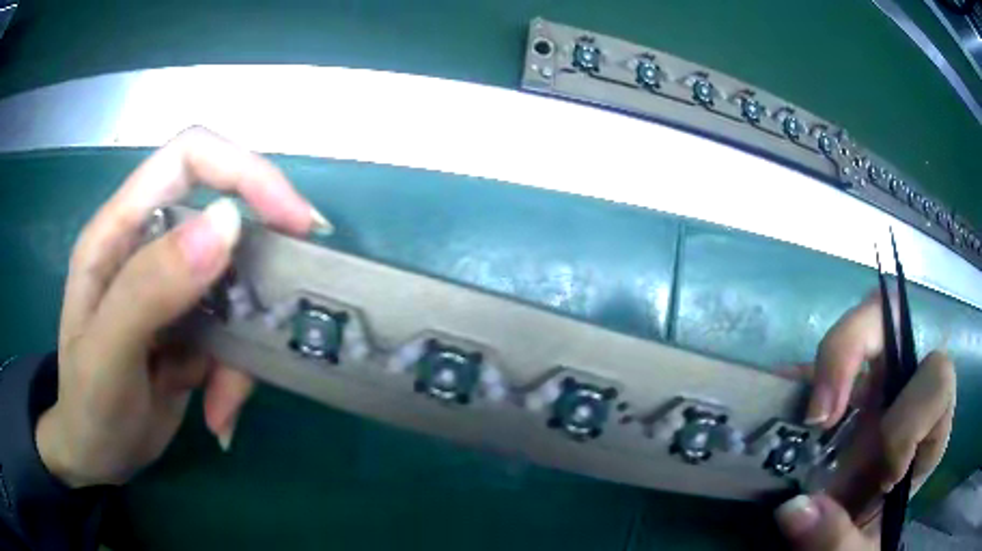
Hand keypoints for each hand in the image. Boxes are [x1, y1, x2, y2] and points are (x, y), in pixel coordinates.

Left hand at [35, 127, 331, 487]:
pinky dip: (236, 377)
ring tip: (223, 403)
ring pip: (238, 290)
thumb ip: (150, 287)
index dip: (244, 172)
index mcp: (121, 230)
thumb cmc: (88, 407)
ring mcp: (174, 288)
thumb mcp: (107, 354)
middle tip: (283, 315)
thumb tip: (227, 223)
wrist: (98, 455)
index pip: (189, 158)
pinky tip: (218, 415)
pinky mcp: (192, 326)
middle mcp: (150, 245)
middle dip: (258, 272)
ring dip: (243, 349)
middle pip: (225, 221)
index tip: (293, 222)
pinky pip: (235, 335)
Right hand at [774, 292, 955, 549]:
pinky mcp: (847, 391)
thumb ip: (837, 539)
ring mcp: (878, 385)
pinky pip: (828, 361)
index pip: (936, 383)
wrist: (849, 541)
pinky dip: (801, 375)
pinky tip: (777, 401)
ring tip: (795, 408)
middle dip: (856, 349)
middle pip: (899, 322)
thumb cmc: (866, 543)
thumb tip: (793, 508)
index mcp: (931, 427)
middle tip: (819, 409)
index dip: (909, 421)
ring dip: (831, 358)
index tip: (879, 473)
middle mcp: (908, 390)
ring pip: (865, 325)